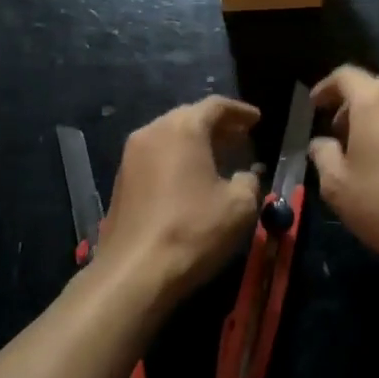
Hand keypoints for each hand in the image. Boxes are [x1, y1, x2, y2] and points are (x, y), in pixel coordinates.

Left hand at [100, 96, 262, 303]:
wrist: (134, 272)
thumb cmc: (193, 230)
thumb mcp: (239, 206)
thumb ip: (249, 181)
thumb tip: (245, 176)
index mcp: (183, 127)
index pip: (215, 106)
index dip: (240, 111)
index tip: (257, 120)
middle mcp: (153, 131)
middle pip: (189, 117)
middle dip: (217, 126)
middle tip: (241, 137)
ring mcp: (131, 155)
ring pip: (170, 136)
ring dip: (195, 142)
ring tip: (219, 157)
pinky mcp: (121, 180)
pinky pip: (156, 156)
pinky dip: (177, 158)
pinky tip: (191, 178)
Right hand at [308, 67, 378, 263]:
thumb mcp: (337, 185)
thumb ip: (323, 155)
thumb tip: (322, 143)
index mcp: (375, 100)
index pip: (346, 75)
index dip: (325, 87)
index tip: (314, 106)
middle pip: (374, 86)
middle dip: (351, 104)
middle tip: (337, 132)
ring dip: (377, 118)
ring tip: (365, 150)